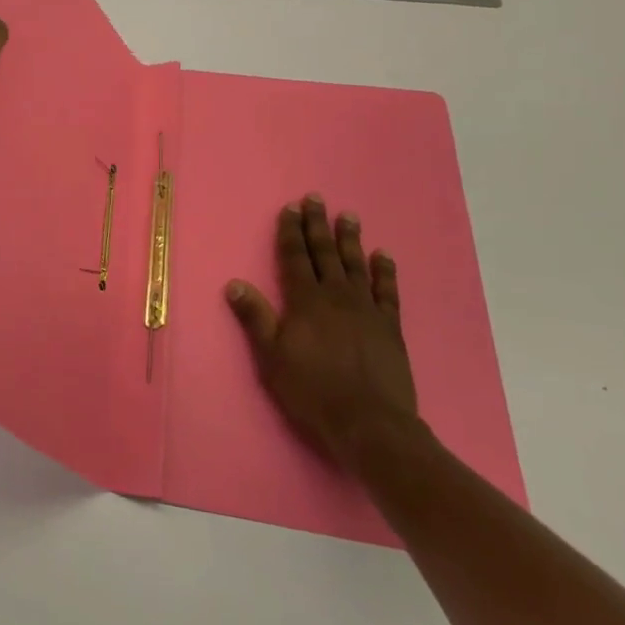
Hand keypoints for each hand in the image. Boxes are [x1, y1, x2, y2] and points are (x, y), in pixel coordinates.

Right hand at [225, 194, 421, 473]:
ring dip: (350, 239)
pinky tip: (383, 256)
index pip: (295, 257)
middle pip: (325, 253)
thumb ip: (255, 317)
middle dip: (318, 225)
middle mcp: (336, 297)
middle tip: (316, 198)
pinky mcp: (390, 328)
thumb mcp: (271, 357)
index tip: (291, 208)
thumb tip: (234, 283)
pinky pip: (388, 292)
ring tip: (348, 216)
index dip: (291, 232)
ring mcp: (366, 310)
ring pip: (356, 265)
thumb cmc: (312, 391)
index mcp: (305, 301)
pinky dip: (385, 272)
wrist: (370, 425)